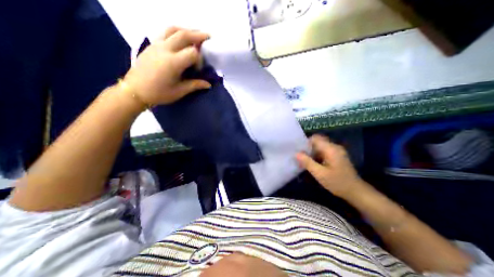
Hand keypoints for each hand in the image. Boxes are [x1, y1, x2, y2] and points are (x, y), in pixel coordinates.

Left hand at [123, 27, 210, 105]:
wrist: (135, 90)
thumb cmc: (159, 93)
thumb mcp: (179, 91)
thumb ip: (195, 85)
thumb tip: (208, 84)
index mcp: (173, 63)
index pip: (192, 53)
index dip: (199, 59)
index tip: (198, 69)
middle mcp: (165, 49)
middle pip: (183, 35)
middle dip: (197, 35)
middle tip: (207, 36)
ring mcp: (156, 45)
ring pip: (172, 29)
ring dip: (186, 30)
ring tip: (194, 34)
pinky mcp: (151, 45)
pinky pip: (164, 32)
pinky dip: (175, 32)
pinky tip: (180, 38)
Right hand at [295, 135, 367, 198]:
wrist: (356, 192)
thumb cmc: (337, 183)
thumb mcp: (320, 174)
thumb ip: (307, 162)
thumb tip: (296, 153)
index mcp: (331, 149)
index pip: (315, 138)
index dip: (305, 143)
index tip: (299, 151)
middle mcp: (334, 147)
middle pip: (317, 142)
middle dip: (307, 148)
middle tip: (300, 157)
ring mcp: (336, 151)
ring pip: (319, 147)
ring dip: (311, 153)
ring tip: (304, 161)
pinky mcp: (336, 156)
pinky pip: (323, 151)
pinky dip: (316, 156)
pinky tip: (313, 164)